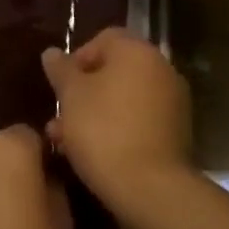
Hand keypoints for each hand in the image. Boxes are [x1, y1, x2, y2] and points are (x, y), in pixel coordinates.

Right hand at [42, 28, 193, 215]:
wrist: (151, 189)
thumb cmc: (103, 130)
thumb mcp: (71, 95)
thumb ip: (61, 69)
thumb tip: (52, 52)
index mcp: (137, 51)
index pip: (103, 39)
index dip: (77, 58)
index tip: (60, 85)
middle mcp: (160, 69)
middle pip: (114, 71)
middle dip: (83, 91)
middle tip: (60, 115)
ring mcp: (172, 102)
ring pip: (124, 98)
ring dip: (95, 112)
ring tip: (67, 140)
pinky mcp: (176, 133)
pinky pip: (139, 120)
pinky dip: (117, 128)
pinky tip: (94, 153)